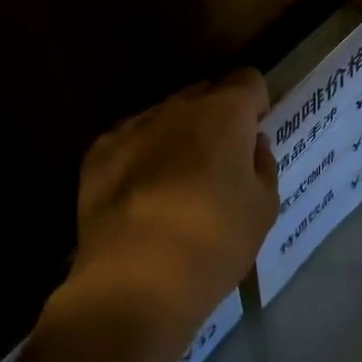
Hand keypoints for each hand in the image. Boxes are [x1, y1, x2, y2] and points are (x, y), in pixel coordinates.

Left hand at [64, 68, 278, 340]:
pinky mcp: (98, 153)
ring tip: (177, 181)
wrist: (134, 281)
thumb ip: (262, 165)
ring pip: (165, 116)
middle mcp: (178, 106)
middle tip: (220, 161)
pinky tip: (141, 195)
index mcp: (224, 112)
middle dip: (216, 118)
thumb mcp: (263, 208)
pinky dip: (140, 156)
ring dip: (177, 135)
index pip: (248, 80)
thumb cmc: (214, 242)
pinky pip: (130, 140)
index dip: (255, 103)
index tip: (254, 133)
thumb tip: (251, 144)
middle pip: (204, 95)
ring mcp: (133, 126)